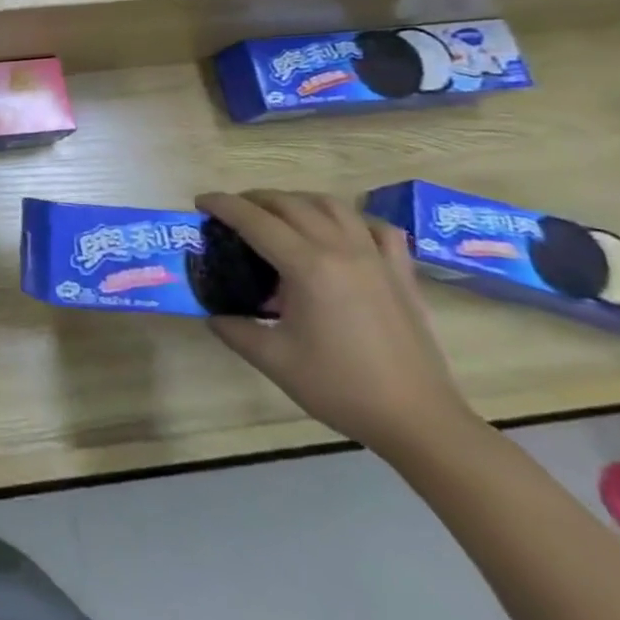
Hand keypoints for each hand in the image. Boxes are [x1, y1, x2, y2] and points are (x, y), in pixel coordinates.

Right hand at [196, 189, 477, 460]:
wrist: (419, 420)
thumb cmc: (342, 387)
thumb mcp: (274, 360)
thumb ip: (235, 330)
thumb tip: (213, 314)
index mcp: (307, 266)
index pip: (254, 220)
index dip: (223, 205)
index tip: (200, 202)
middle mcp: (341, 249)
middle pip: (290, 203)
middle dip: (254, 200)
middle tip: (232, 213)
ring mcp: (376, 257)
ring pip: (331, 205)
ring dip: (297, 201)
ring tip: (278, 215)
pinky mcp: (401, 272)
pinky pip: (377, 227)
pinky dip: (352, 219)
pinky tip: (341, 232)